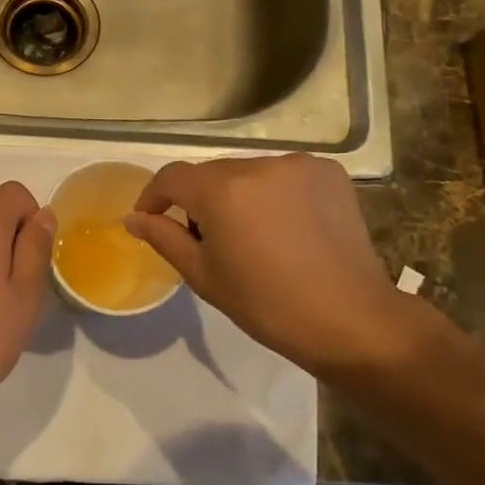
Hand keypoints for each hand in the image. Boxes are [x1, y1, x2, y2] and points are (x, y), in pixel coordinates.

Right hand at [124, 154, 423, 378]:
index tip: (151, 219)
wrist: (350, 319)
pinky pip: (283, 175)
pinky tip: (284, 226)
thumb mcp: (203, 275)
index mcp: (223, 190)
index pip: (172, 177)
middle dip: (200, 201)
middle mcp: (259, 164)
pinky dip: (273, 193)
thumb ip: (164, 238)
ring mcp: (298, 165)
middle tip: (206, 240)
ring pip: (248, 172)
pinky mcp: (329, 172)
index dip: (154, 196)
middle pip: (212, 174)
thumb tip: (133, 218)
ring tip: (250, 235)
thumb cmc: (267, 305)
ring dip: (238, 195)